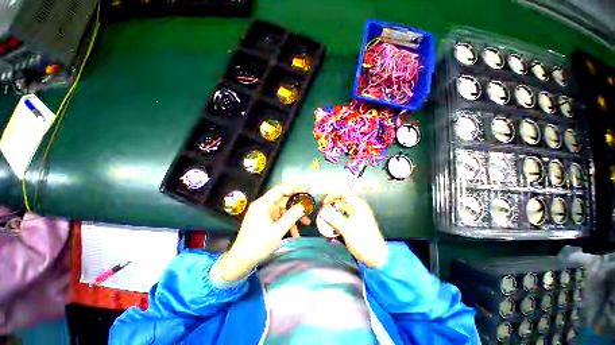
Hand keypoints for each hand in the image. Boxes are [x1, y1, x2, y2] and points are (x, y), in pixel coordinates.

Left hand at [219, 185, 310, 280]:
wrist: (242, 260)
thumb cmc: (258, 244)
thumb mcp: (277, 231)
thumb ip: (291, 217)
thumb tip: (303, 206)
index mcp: (263, 204)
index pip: (280, 190)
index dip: (294, 188)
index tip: (306, 190)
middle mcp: (264, 206)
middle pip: (283, 199)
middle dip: (297, 204)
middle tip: (309, 204)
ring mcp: (265, 213)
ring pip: (283, 209)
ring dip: (294, 216)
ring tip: (306, 222)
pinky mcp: (266, 220)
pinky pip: (280, 218)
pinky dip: (288, 223)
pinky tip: (296, 233)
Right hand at [317, 192, 387, 267]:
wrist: (377, 257)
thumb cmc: (363, 241)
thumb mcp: (347, 229)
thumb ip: (334, 219)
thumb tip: (323, 212)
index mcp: (358, 206)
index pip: (344, 193)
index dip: (332, 195)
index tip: (324, 203)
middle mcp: (358, 208)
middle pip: (342, 201)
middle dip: (331, 205)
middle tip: (323, 212)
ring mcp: (358, 216)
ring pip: (342, 210)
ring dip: (333, 213)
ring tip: (326, 220)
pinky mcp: (356, 224)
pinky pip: (344, 218)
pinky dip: (337, 220)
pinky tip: (332, 227)